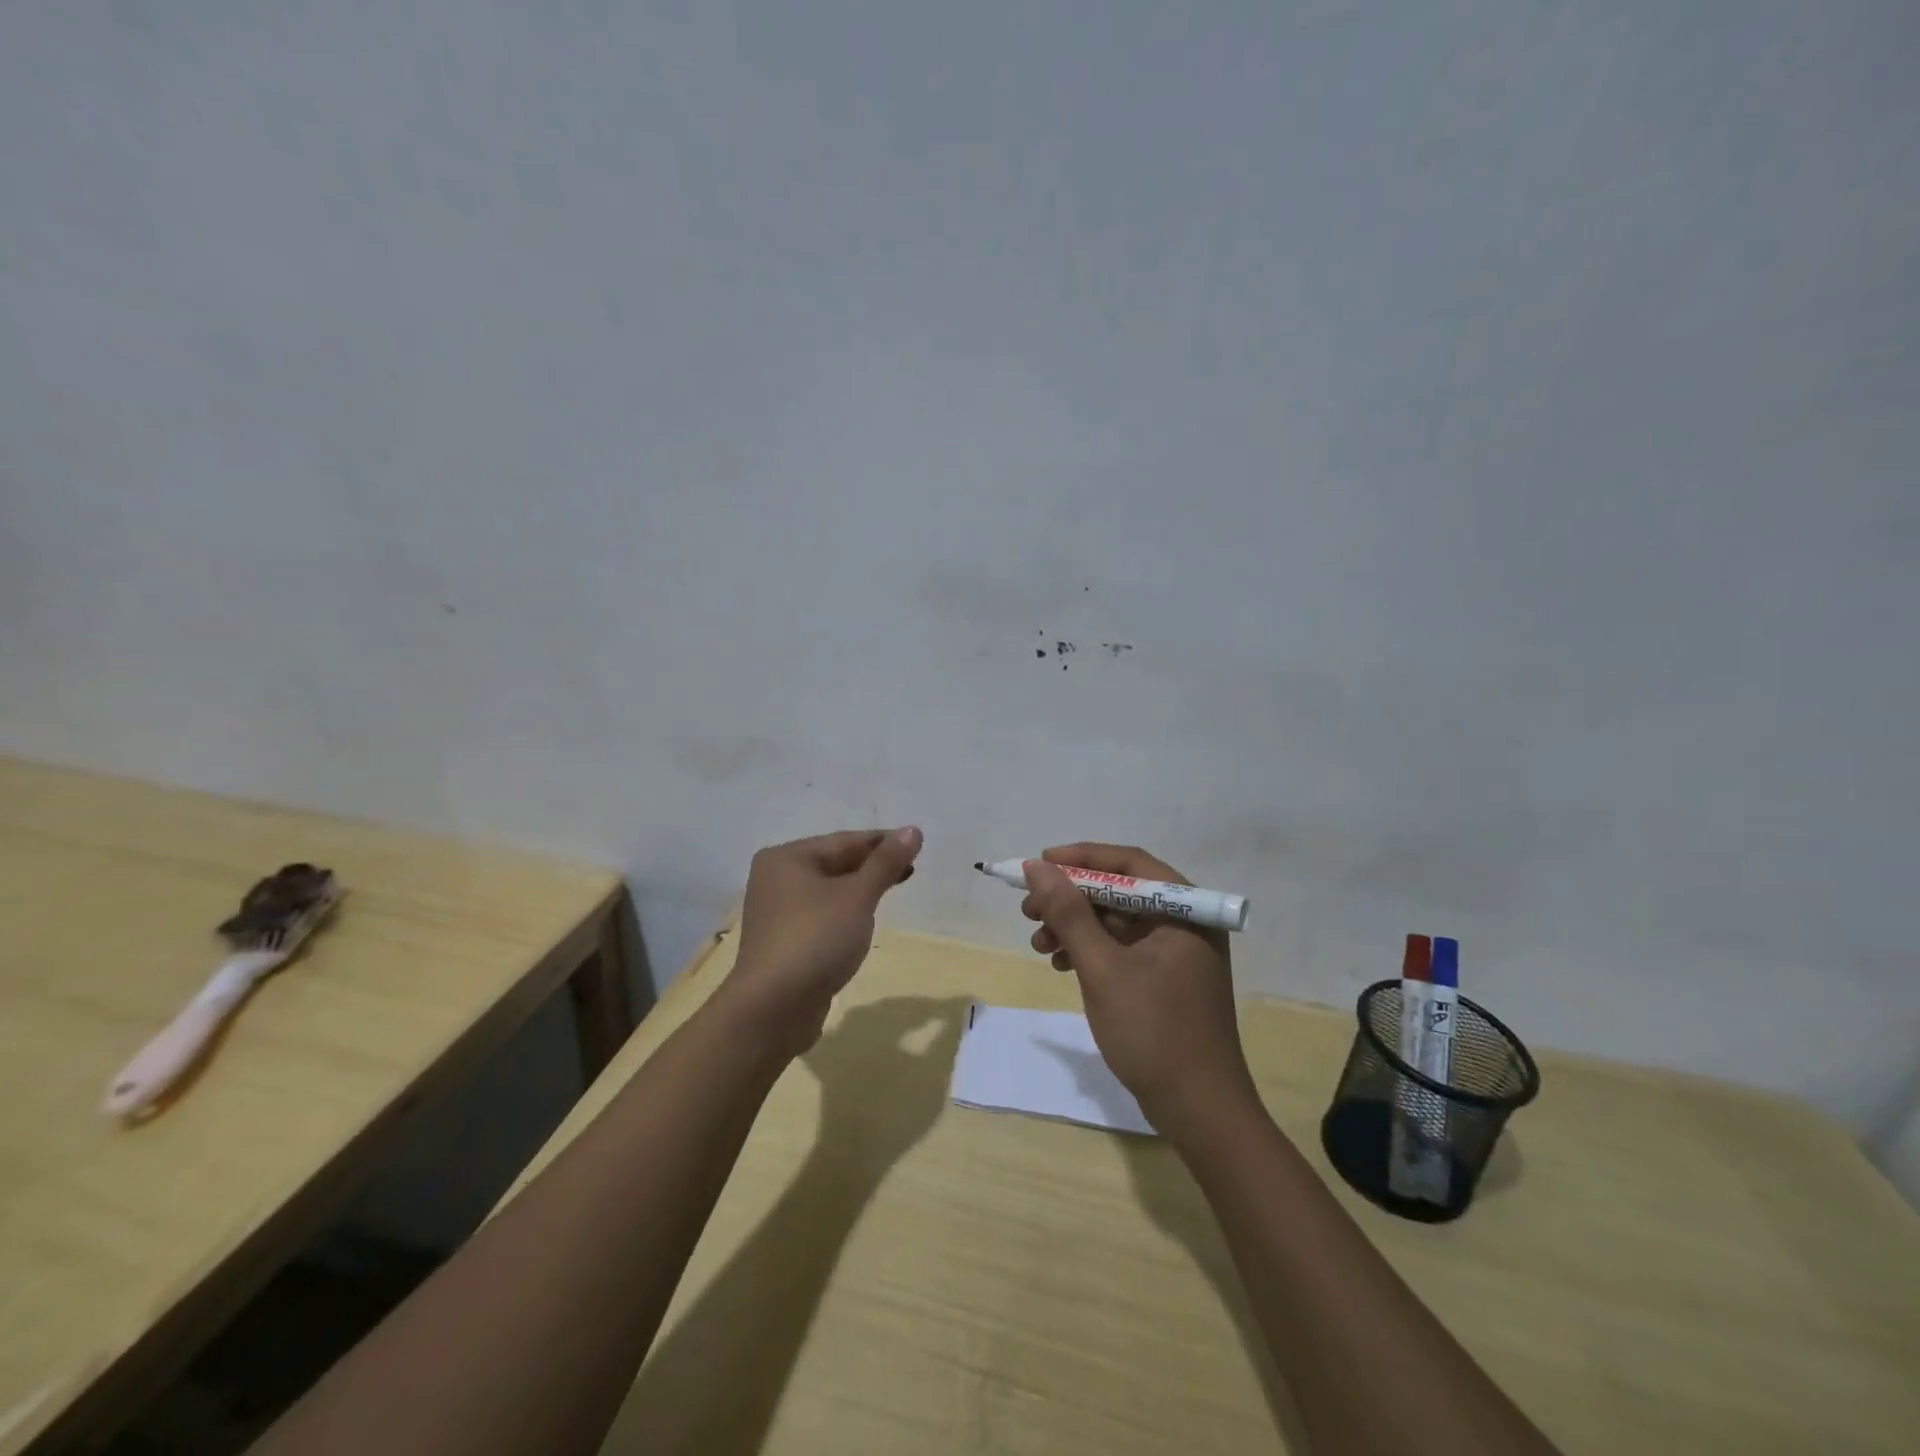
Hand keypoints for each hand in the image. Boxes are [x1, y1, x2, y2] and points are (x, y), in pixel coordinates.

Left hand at [723, 827, 923, 1055]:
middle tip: (911, 869)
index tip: (917, 844)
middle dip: (872, 866)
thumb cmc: (816, 939)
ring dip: (860, 889)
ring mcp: (778, 912)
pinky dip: (846, 912)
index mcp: (786, 857)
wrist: (773, 1009)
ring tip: (894, 889)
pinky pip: (822, 915)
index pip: (844, 841)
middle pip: (835, 863)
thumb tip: (913, 830)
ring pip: (829, 891)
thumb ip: (886, 862)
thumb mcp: (857, 896)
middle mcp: (776, 878)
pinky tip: (864, 920)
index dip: (883, 842)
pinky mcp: (785, 942)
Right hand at [1020, 843, 1256, 1134]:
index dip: (1080, 859)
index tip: (1038, 865)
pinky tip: (1061, 964)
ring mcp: (1177, 951)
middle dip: (1071, 898)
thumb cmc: (1154, 1032)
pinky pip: (1122, 947)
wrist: (1199, 1111)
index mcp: (1185, 909)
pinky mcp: (1166, 978)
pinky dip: (1090, 951)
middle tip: (1029, 910)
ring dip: (1075, 927)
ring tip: (1039, 943)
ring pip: (1116, 920)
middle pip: (1119, 891)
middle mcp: (1185, 921)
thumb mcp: (1103, 968)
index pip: (1128, 863)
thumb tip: (1036, 868)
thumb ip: (1069, 913)